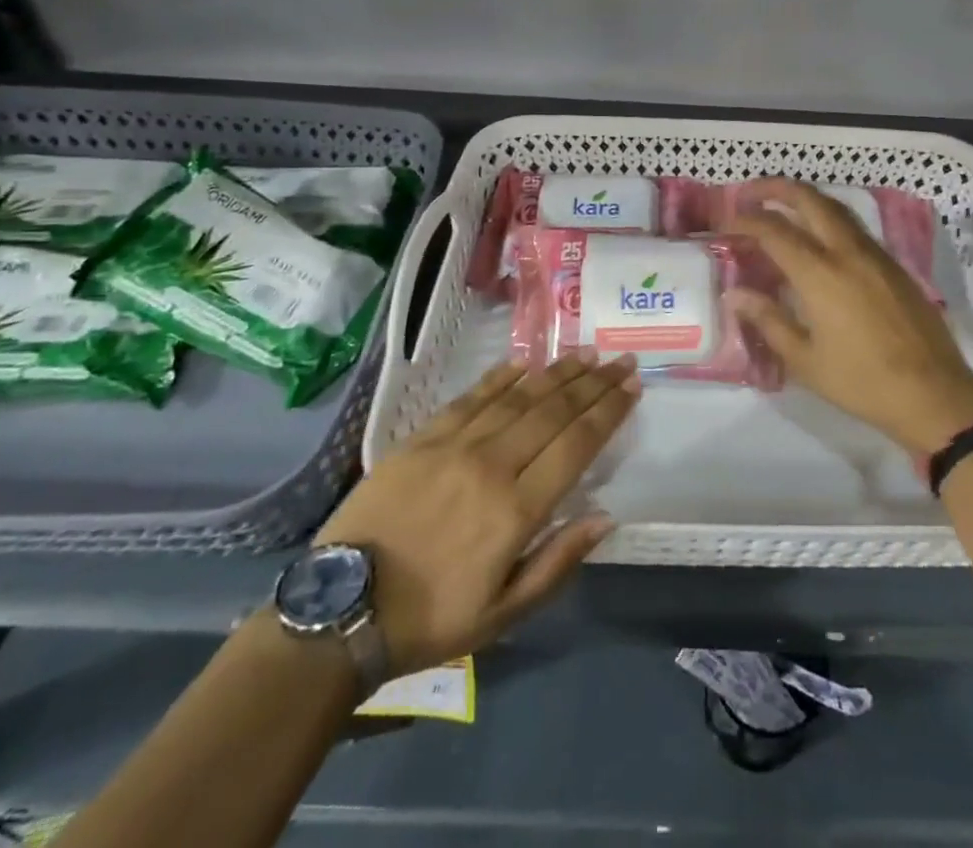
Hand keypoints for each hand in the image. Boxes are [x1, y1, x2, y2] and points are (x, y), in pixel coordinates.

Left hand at [315, 351, 638, 676]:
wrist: (339, 610)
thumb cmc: (430, 619)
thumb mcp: (503, 615)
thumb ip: (557, 562)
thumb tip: (605, 517)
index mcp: (516, 510)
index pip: (576, 446)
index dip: (608, 413)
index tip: (632, 388)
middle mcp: (492, 466)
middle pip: (554, 412)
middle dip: (594, 383)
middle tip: (621, 360)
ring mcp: (454, 446)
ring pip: (518, 397)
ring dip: (557, 372)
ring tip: (586, 353)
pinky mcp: (421, 438)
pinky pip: (471, 397)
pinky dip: (501, 378)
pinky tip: (524, 363)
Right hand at [726, 179, 972, 456]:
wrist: (933, 394)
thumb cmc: (862, 382)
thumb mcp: (805, 359)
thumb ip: (768, 320)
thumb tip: (735, 294)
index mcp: (820, 274)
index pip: (774, 230)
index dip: (746, 220)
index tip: (726, 221)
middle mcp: (847, 252)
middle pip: (809, 200)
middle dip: (776, 188)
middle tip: (750, 192)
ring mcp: (875, 255)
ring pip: (836, 208)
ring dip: (805, 199)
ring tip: (782, 206)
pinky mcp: (894, 265)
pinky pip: (854, 227)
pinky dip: (829, 218)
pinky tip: (820, 238)